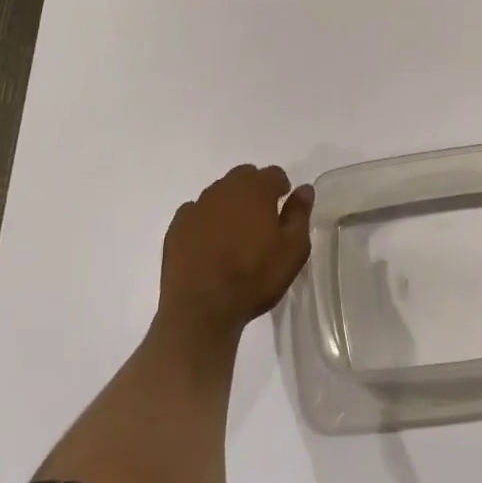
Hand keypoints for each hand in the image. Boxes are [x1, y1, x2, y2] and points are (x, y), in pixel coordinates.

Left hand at [158, 164, 312, 343]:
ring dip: (229, 205)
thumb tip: (304, 189)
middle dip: (255, 190)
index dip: (281, 187)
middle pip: (244, 177)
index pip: (274, 174)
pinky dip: (205, 221)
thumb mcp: (292, 250)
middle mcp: (224, 188)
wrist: (201, 308)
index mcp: (255, 189)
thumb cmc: (254, 277)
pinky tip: (209, 244)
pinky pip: (196, 213)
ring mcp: (197, 206)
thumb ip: (300, 214)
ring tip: (235, 235)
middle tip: (261, 219)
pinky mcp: (177, 226)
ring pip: (219, 194)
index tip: (283, 206)